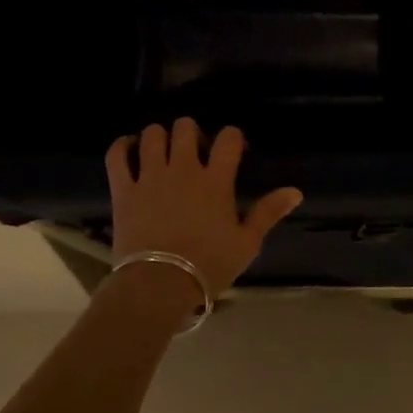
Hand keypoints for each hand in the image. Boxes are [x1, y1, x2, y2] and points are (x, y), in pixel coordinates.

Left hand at [105, 120, 303, 295]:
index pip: (228, 138)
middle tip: (194, 151)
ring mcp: (150, 176)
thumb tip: (295, 191)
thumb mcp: (246, 242)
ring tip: (163, 151)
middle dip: (192, 132)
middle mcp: (183, 168)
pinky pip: (117, 155)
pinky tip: (129, 149)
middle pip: (186, 127)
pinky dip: (122, 146)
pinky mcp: (124, 189)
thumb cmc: (208, 265)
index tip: (234, 150)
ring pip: (152, 134)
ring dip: (159, 136)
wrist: (159, 285)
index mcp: (216, 180)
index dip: (232, 137)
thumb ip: (268, 212)